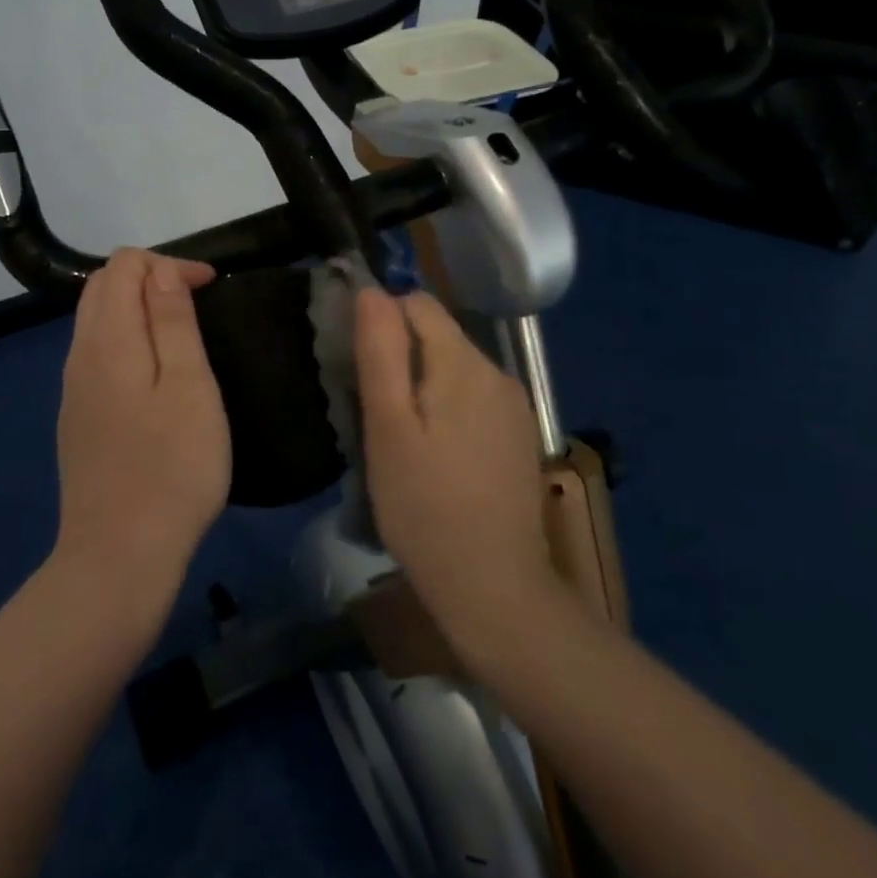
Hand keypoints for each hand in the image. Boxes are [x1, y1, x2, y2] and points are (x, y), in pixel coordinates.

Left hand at [52, 249, 229, 612]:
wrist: (118, 556)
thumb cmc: (171, 467)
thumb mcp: (189, 386)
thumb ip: (172, 321)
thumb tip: (161, 272)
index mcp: (107, 339)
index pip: (124, 265)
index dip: (169, 264)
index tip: (211, 288)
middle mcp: (80, 354)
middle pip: (103, 287)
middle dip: (151, 279)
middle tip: (197, 303)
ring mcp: (73, 389)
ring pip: (97, 320)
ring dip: (138, 309)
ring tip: (183, 333)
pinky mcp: (77, 418)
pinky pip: (97, 354)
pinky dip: (127, 340)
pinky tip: (155, 375)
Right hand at [354, 289, 561, 666]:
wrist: (493, 586)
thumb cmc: (424, 505)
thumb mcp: (387, 427)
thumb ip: (380, 351)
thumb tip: (372, 291)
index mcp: (464, 362)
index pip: (416, 304)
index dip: (380, 321)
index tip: (357, 365)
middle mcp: (497, 372)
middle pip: (437, 335)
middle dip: (400, 356)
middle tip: (373, 412)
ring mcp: (513, 406)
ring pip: (453, 367)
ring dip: (422, 384)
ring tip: (399, 437)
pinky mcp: (518, 435)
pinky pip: (473, 398)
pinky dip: (446, 408)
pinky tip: (435, 454)